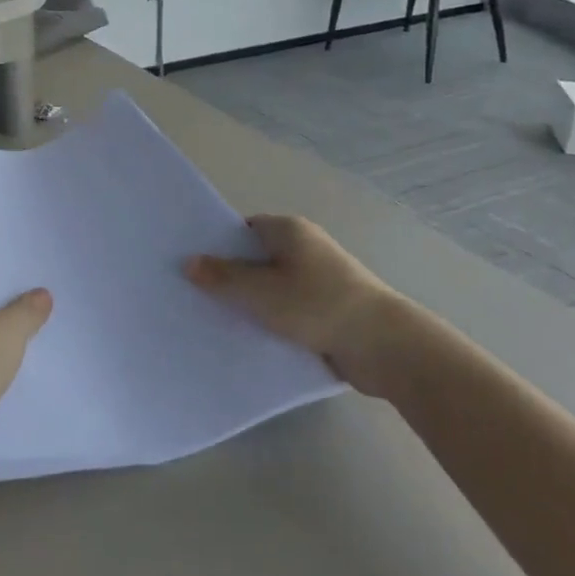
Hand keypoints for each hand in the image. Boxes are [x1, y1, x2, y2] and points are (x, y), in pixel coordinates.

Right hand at [185, 214, 403, 397]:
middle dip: (230, 277)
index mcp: (289, 231)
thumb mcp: (260, 291)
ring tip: (215, 320)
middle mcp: (305, 248)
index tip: (192, 266)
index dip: (217, 246)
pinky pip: (288, 310)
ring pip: (272, 287)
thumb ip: (222, 277)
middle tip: (195, 296)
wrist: (385, 346)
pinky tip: (249, 338)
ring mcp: (319, 280)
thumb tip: (189, 262)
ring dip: (251, 303)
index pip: (242, 229)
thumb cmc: (317, 305)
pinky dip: (271, 320)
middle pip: (256, 258)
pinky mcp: (328, 309)